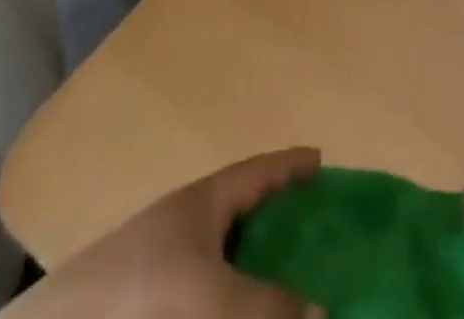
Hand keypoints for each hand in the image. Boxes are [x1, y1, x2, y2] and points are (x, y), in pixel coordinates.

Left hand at [2, 148, 323, 318]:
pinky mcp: (147, 305)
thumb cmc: (141, 295)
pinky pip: (203, 294)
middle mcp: (186, 223)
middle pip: (242, 211)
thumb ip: (267, 306)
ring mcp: (163, 264)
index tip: (322, 161)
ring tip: (286, 284)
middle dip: (277, 219)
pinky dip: (228, 301)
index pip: (258, 170)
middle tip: (316, 231)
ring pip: (222, 257)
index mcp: (204, 200)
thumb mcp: (212, 298)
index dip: (290, 165)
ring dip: (253, 269)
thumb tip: (323, 311)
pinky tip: (236, 314)